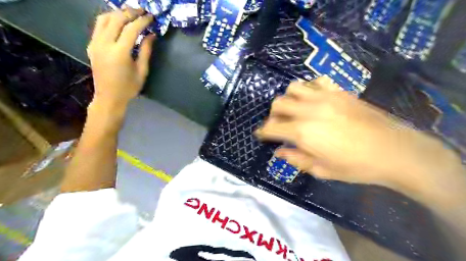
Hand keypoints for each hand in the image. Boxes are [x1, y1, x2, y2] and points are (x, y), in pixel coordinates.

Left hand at [88, 10, 157, 107]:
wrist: (109, 97)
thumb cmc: (129, 87)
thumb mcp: (142, 71)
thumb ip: (146, 51)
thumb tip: (151, 35)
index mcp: (119, 53)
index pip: (131, 29)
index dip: (142, 21)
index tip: (151, 17)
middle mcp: (104, 44)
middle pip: (116, 19)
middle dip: (130, 12)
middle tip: (142, 11)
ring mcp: (95, 43)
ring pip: (104, 18)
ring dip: (118, 13)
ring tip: (130, 13)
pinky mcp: (91, 45)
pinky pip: (98, 26)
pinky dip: (109, 19)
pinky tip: (118, 21)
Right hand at [256, 77, 463, 197]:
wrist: (394, 151)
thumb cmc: (355, 166)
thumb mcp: (321, 170)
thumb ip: (295, 158)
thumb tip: (278, 151)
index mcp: (303, 132)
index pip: (272, 127)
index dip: (262, 131)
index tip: (260, 134)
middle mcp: (309, 110)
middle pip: (278, 103)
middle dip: (273, 115)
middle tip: (279, 125)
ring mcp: (325, 97)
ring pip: (293, 88)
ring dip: (288, 99)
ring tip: (295, 110)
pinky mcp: (339, 92)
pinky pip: (316, 81)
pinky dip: (308, 89)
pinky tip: (313, 100)